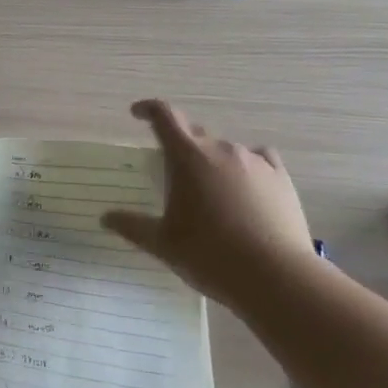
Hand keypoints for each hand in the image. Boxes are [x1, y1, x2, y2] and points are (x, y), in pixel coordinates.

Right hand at [101, 99, 313, 306]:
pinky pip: (259, 160)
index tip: (138, 114)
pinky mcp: (281, 177)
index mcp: (187, 156)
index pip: (164, 115)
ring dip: (213, 162)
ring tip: (212, 195)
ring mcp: (254, 161)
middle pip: (195, 134)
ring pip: (226, 150)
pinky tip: (247, 190)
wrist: (275, 277)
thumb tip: (106, 218)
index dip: (149, 110)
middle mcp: (220, 149)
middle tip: (175, 176)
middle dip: (181, 147)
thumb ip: (133, 226)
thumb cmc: (209, 255)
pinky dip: (246, 168)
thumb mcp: (163, 244)